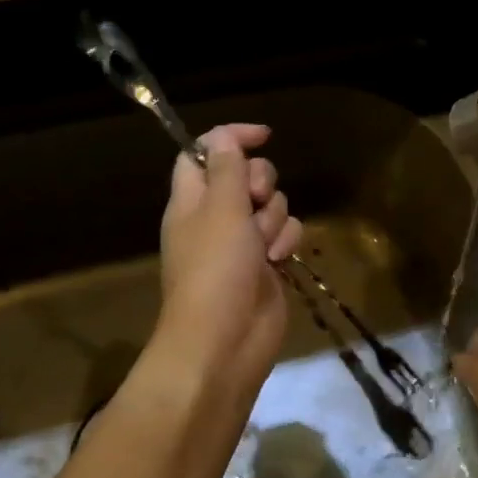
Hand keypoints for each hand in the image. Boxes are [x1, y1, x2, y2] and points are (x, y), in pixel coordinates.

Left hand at [151, 124, 302, 420]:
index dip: (231, 138)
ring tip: (263, 246)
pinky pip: (285, 234)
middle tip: (253, 202)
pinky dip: (285, 242)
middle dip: (260, 183)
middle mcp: (216, 217)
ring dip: (273, 219)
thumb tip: (224, 136)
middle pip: (246, 175)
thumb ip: (227, 168)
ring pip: (272, 205)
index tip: (264, 136)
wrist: (225, 340)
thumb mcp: (221, 209)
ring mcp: (243, 242)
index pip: (205, 152)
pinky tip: (278, 260)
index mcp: (192, 199)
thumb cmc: (216, 269)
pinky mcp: (267, 263)